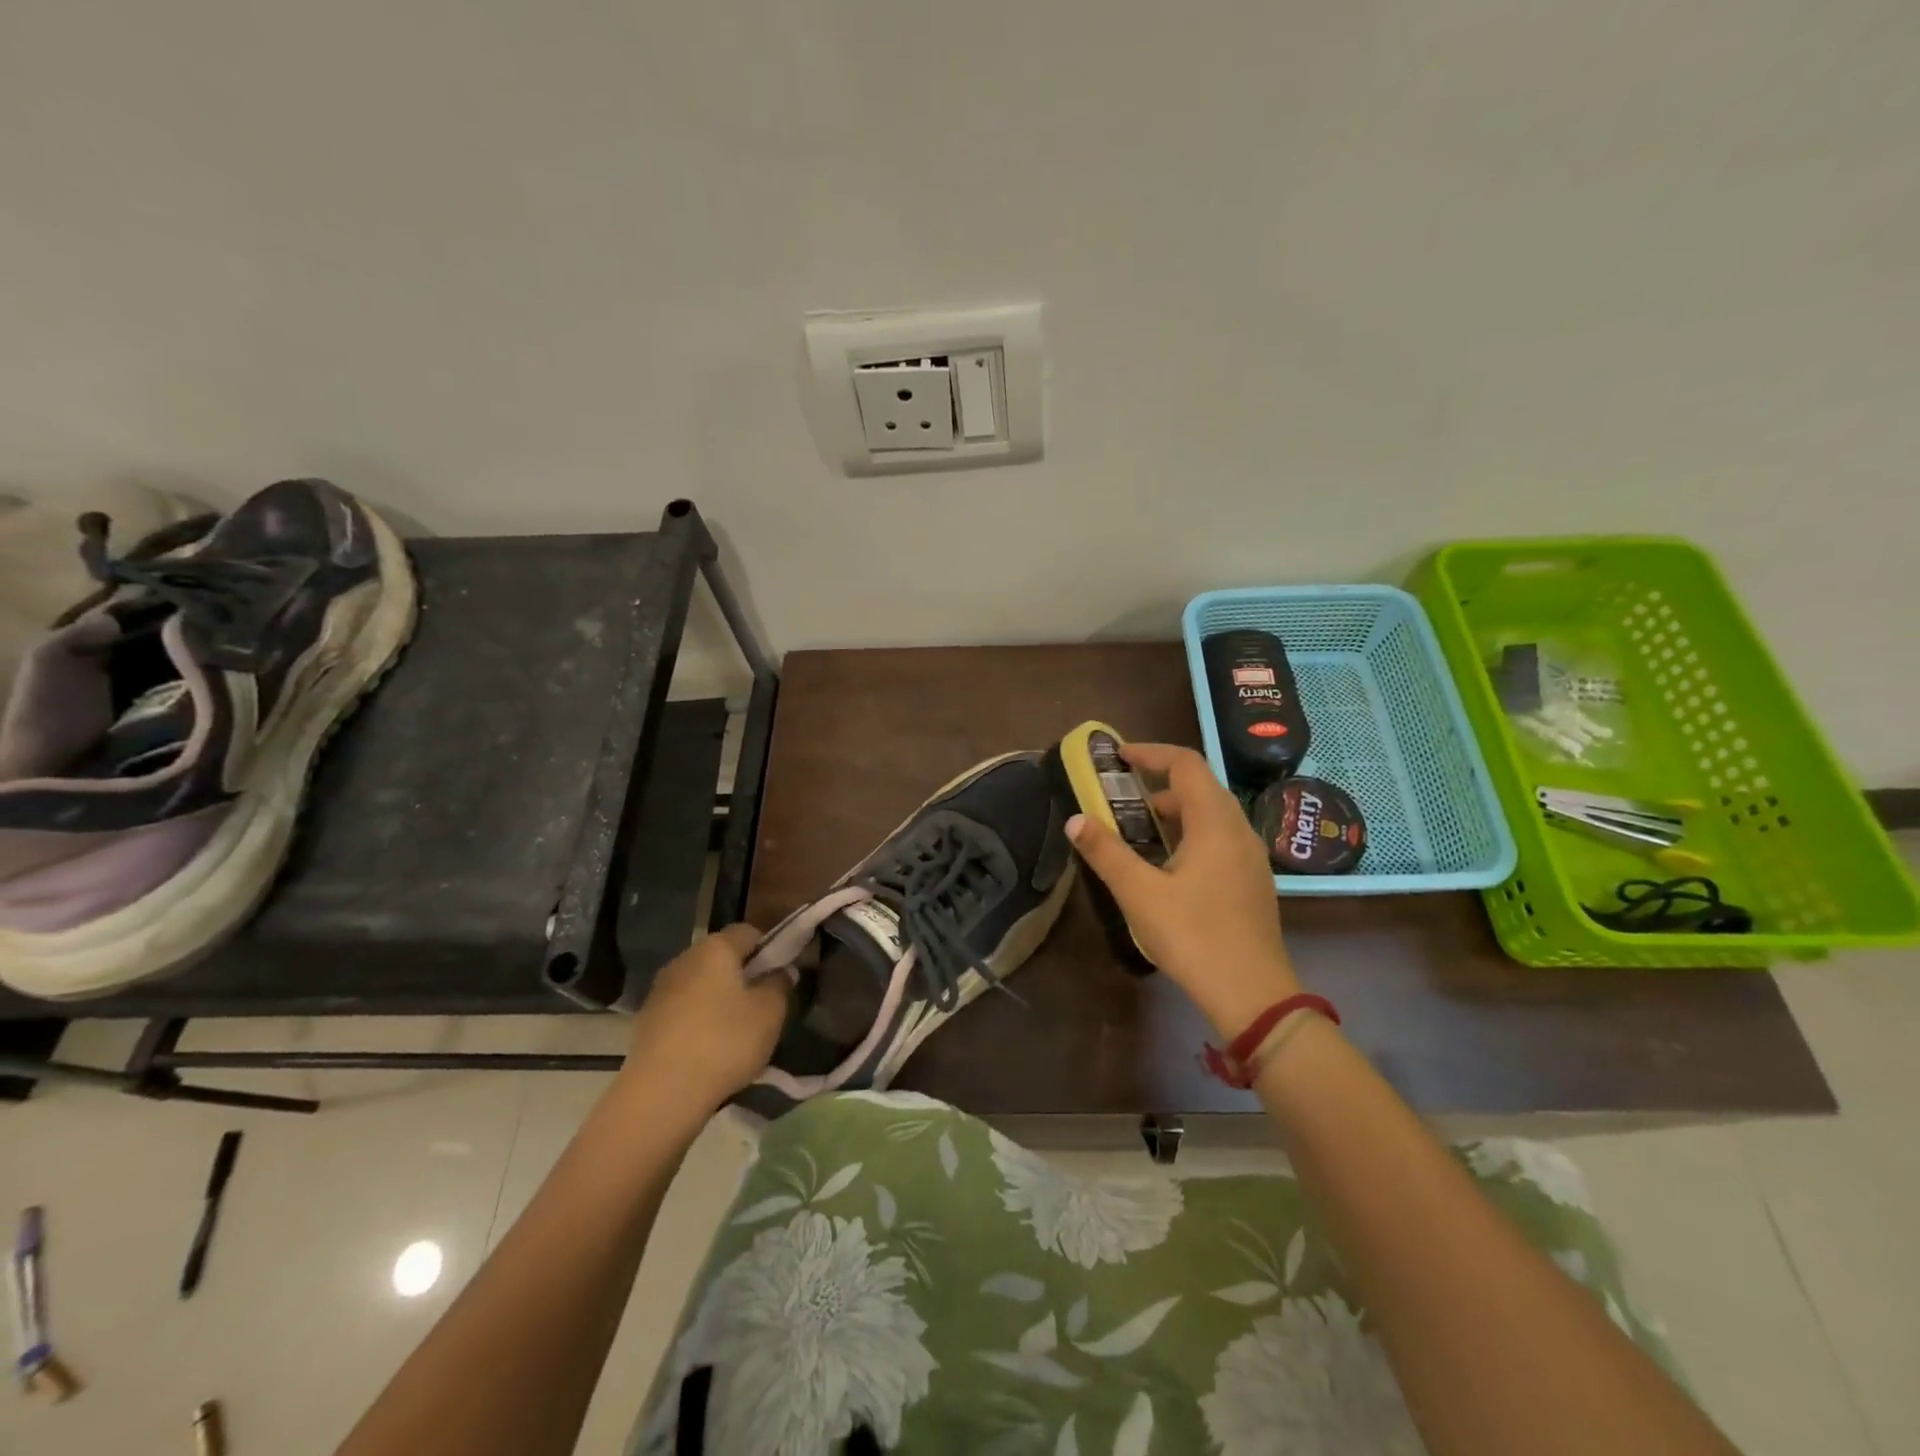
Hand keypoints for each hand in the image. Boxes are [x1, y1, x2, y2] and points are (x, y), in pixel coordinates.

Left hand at [621, 924, 789, 1111]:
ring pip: (701, 983)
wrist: (661, 1094)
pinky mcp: (646, 1020)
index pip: (748, 931)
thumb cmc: (724, 1042)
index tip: (781, 975)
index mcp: (715, 948)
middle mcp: (684, 959)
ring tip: (737, 1031)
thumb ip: (780, 985)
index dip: (769, 948)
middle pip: (722, 957)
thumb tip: (781, 971)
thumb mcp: (770, 1013)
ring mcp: (660, 990)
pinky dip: (699, 1020)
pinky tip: (709, 1049)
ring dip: (720, 999)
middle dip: (744, 975)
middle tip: (763, 1005)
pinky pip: (683, 1009)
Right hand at [1067, 743, 1298, 1037]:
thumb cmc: (1193, 936)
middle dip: (1160, 782)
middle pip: (1201, 786)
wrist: (1253, 994)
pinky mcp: (1253, 880)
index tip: (1119, 757)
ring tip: (1141, 830)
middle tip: (1124, 796)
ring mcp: (1251, 856)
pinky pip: (1221, 837)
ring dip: (1176, 809)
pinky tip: (1170, 863)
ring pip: (1213, 813)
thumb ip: (1106, 852)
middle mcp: (1239, 830)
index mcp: (1215, 823)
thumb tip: (1076, 820)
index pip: (1186, 764)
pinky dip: (1192, 832)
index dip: (1151, 753)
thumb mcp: (1139, 893)